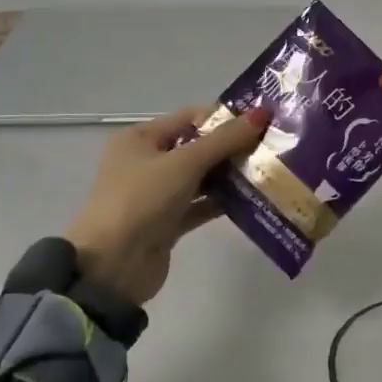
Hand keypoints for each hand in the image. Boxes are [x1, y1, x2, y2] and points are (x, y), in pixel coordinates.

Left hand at [65, 104, 270, 305]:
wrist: (112, 267)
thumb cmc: (142, 200)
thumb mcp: (184, 164)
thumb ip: (224, 140)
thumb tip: (261, 113)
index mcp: (140, 138)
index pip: (189, 117)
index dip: (223, 118)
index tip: (260, 124)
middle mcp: (146, 162)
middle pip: (196, 147)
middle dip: (231, 148)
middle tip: (269, 149)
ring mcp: (156, 195)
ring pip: (200, 178)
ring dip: (229, 176)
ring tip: (266, 172)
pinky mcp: (167, 223)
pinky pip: (199, 205)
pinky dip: (221, 202)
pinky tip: (251, 200)